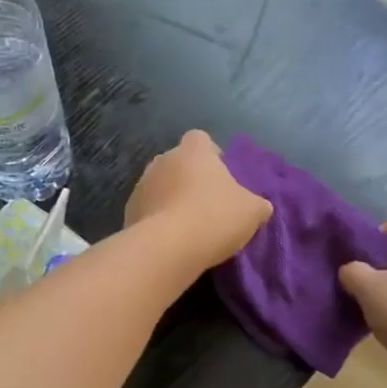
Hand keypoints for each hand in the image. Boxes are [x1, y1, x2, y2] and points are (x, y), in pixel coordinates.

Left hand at [125, 131, 272, 268]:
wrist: (167, 248)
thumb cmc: (215, 217)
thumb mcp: (252, 211)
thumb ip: (257, 203)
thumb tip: (258, 206)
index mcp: (193, 150)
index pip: (201, 139)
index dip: (212, 155)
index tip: (222, 178)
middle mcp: (163, 159)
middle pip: (179, 163)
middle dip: (190, 179)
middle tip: (208, 205)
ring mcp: (141, 184)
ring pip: (161, 187)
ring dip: (172, 200)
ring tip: (188, 227)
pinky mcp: (128, 211)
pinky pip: (148, 210)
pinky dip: (158, 220)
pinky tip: (171, 241)